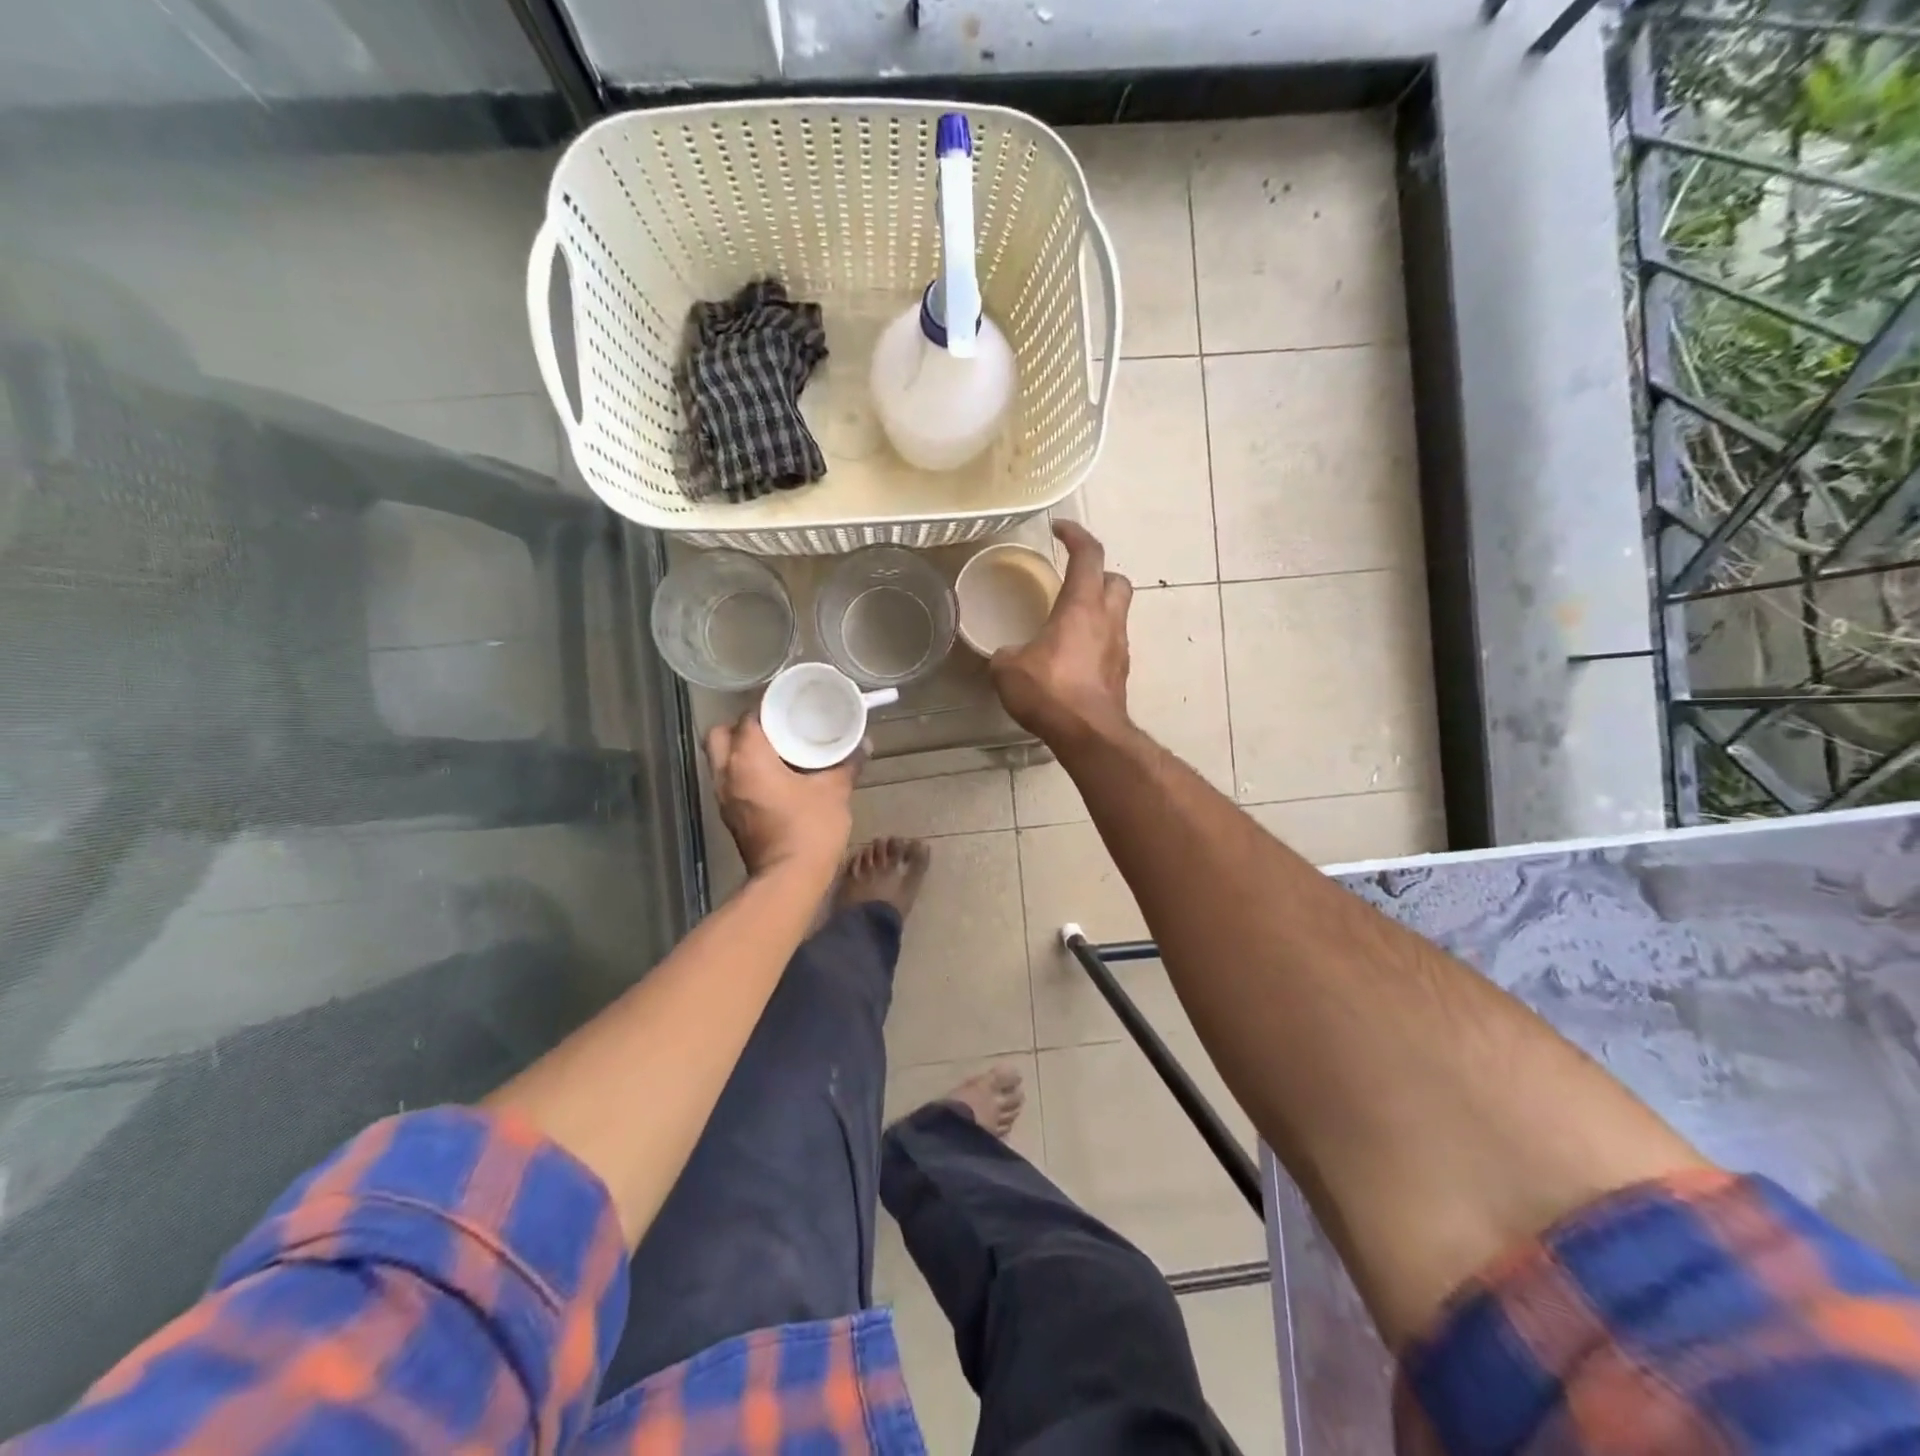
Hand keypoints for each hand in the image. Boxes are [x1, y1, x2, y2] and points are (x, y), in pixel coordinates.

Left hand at [707, 713, 854, 878]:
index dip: (767, 707)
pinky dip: (743, 772)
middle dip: (742, 727)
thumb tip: (865, 744)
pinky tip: (772, 777)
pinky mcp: (729, 816)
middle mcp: (727, 773)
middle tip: (773, 728)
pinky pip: (729, 781)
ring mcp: (723, 797)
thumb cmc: (810, 828)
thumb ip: (847, 763)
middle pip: (720, 734)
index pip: (748, 717)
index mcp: (748, 758)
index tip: (788, 705)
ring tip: (774, 750)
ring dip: (740, 751)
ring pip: (720, 759)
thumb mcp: (835, 791)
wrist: (789, 879)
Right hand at [990, 521, 1132, 747]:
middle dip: (1098, 573)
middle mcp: (1107, 619)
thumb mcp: (1009, 668)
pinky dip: (1096, 640)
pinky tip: (1074, 657)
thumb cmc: (1049, 691)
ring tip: (1070, 621)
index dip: (1075, 535)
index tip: (1059, 529)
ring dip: (1099, 609)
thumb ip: (1008, 653)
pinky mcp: (1120, 673)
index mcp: (1081, 606)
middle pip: (1116, 580)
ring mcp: (1119, 647)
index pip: (1088, 555)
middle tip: (1074, 580)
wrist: (1088, 734)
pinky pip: (1111, 644)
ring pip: (1118, 613)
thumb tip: (1009, 654)